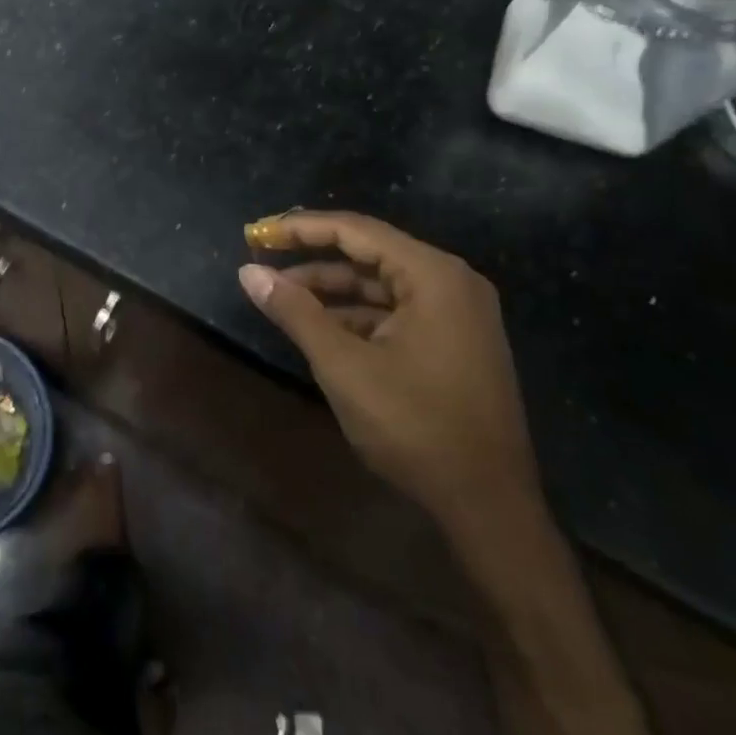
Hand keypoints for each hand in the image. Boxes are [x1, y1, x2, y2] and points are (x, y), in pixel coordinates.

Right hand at [238, 211, 539, 533]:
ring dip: (331, 290)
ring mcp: (457, 315)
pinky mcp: (454, 342)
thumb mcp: (343, 365)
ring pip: (380, 285)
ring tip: (281, 298)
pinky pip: (395, 311)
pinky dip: (355, 315)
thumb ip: (295, 312)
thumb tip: (248, 272)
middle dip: (313, 258)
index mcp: (433, 276)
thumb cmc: (415, 426)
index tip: (256, 234)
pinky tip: (319, 328)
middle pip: (369, 253)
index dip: (300, 228)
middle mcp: (451, 283)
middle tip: (263, 261)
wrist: (487, 506)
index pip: (356, 231)